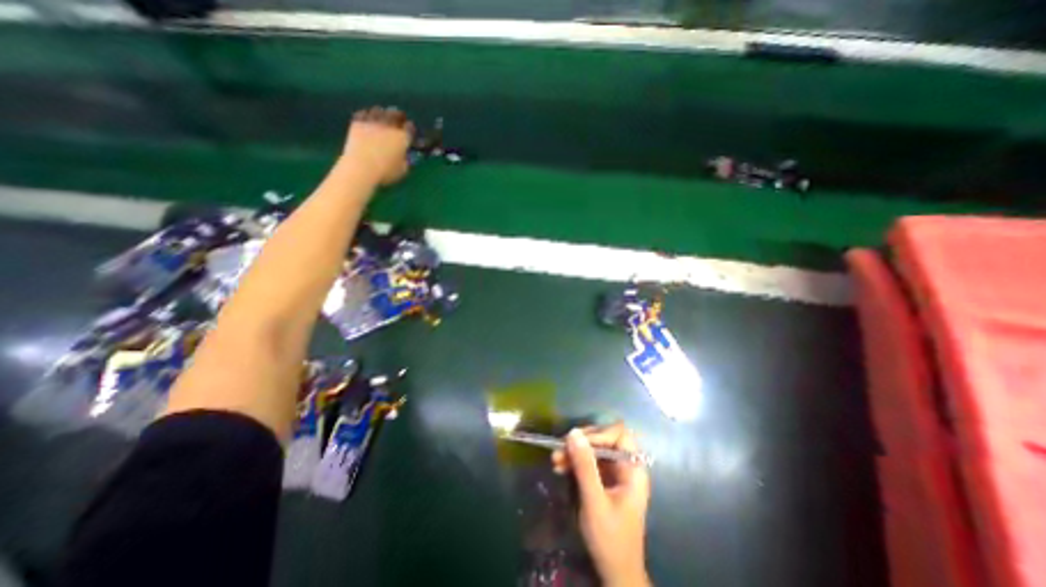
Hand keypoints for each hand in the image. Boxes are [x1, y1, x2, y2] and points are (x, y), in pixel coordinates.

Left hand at [340, 106, 412, 185]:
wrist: (361, 167)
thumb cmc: (385, 172)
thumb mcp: (402, 170)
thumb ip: (406, 161)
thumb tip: (405, 156)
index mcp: (402, 137)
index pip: (410, 127)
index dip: (410, 128)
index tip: (410, 130)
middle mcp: (389, 126)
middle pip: (395, 114)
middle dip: (398, 116)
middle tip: (399, 118)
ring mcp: (372, 122)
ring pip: (379, 110)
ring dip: (382, 113)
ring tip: (383, 117)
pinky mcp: (357, 123)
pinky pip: (363, 113)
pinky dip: (367, 114)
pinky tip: (368, 119)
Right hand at [549, 422, 651, 586]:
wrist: (615, 572)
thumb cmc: (610, 538)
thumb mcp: (595, 501)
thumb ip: (585, 467)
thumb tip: (573, 432)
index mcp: (633, 468)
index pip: (619, 434)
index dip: (599, 434)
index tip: (578, 443)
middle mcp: (625, 465)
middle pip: (604, 438)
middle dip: (582, 443)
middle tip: (560, 448)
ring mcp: (615, 472)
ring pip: (594, 449)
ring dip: (574, 452)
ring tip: (555, 459)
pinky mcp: (604, 480)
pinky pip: (589, 462)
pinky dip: (575, 462)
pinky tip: (560, 467)